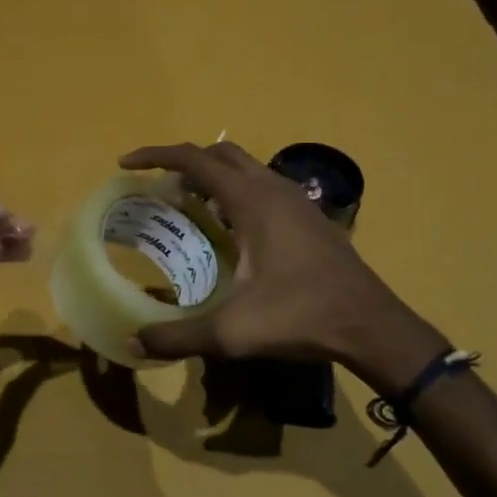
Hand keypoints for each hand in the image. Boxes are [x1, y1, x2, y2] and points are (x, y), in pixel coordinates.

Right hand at [119, 143, 444, 391]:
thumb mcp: (231, 332)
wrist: (371, 326)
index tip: (126, 164)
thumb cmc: (300, 317)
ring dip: (213, 176)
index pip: (194, 159)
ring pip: (246, 168)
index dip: (156, 156)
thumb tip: (133, 342)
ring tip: (188, 205)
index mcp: (251, 201)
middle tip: (158, 188)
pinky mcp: (310, 216)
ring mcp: (296, 200)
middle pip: (220, 154)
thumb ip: (177, 336)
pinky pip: (263, 186)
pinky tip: (230, 230)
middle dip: (184, 162)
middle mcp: (273, 189)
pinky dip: (236, 192)